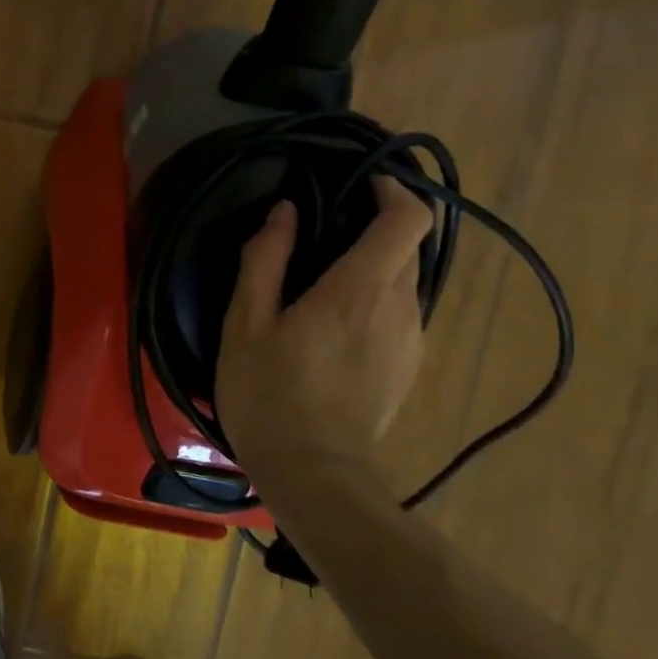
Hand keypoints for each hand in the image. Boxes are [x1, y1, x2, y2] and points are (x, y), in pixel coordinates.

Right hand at [216, 177, 434, 473]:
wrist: (315, 476)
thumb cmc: (269, 394)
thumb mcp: (246, 324)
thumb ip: (266, 260)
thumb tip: (285, 212)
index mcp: (359, 289)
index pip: (408, 220)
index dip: (393, 190)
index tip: (359, 182)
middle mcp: (400, 308)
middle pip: (406, 247)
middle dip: (373, 228)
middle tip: (321, 233)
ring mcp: (411, 341)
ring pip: (403, 282)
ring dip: (371, 268)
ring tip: (320, 284)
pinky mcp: (408, 367)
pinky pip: (399, 314)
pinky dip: (374, 301)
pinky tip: (332, 328)